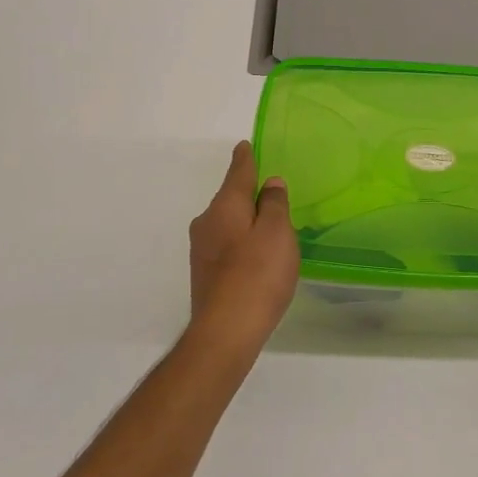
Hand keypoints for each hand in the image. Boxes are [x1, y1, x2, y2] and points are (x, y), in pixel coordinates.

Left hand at [188, 142, 300, 342]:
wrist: (226, 330)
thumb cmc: (257, 274)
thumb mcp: (276, 233)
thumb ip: (273, 205)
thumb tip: (269, 184)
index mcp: (224, 206)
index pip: (237, 173)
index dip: (245, 159)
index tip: (245, 146)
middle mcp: (206, 223)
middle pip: (229, 199)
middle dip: (246, 194)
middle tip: (269, 192)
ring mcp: (201, 250)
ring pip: (226, 224)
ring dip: (244, 221)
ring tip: (267, 227)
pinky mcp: (205, 274)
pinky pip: (226, 246)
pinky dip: (240, 243)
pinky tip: (255, 257)